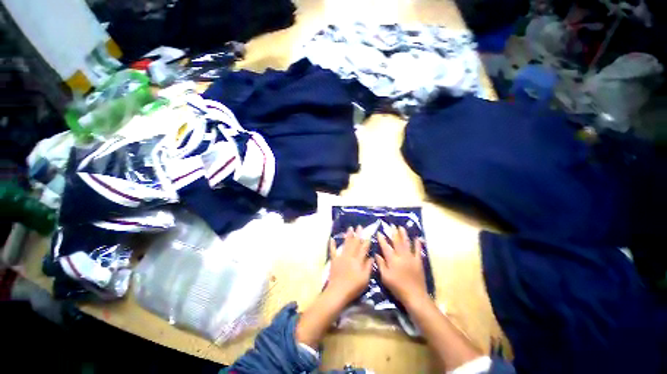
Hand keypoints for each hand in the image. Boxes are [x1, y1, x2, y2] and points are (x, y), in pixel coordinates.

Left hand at [325, 226, 372, 305]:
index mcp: (358, 260)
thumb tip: (371, 257)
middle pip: (354, 243)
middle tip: (359, 226)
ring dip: (348, 236)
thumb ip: (368, 267)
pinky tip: (332, 238)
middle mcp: (350, 256)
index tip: (368, 234)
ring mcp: (341, 257)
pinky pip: (333, 251)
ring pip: (345, 244)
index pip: (363, 248)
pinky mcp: (334, 260)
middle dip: (357, 234)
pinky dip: (332, 244)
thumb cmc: (353, 287)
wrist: (338, 292)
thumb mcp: (365, 279)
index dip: (366, 241)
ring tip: (350, 228)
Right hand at [376, 226, 427, 307]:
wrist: (415, 296)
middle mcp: (401, 256)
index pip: (385, 246)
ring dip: (404, 235)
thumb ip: (381, 264)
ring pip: (406, 243)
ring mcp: (411, 258)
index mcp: (392, 260)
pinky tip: (417, 238)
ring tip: (401, 227)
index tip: (379, 232)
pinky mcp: (418, 261)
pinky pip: (418, 250)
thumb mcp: (385, 277)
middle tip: (391, 225)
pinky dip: (418, 244)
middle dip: (393, 233)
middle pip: (397, 242)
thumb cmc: (397, 287)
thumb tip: (376, 254)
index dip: (382, 239)